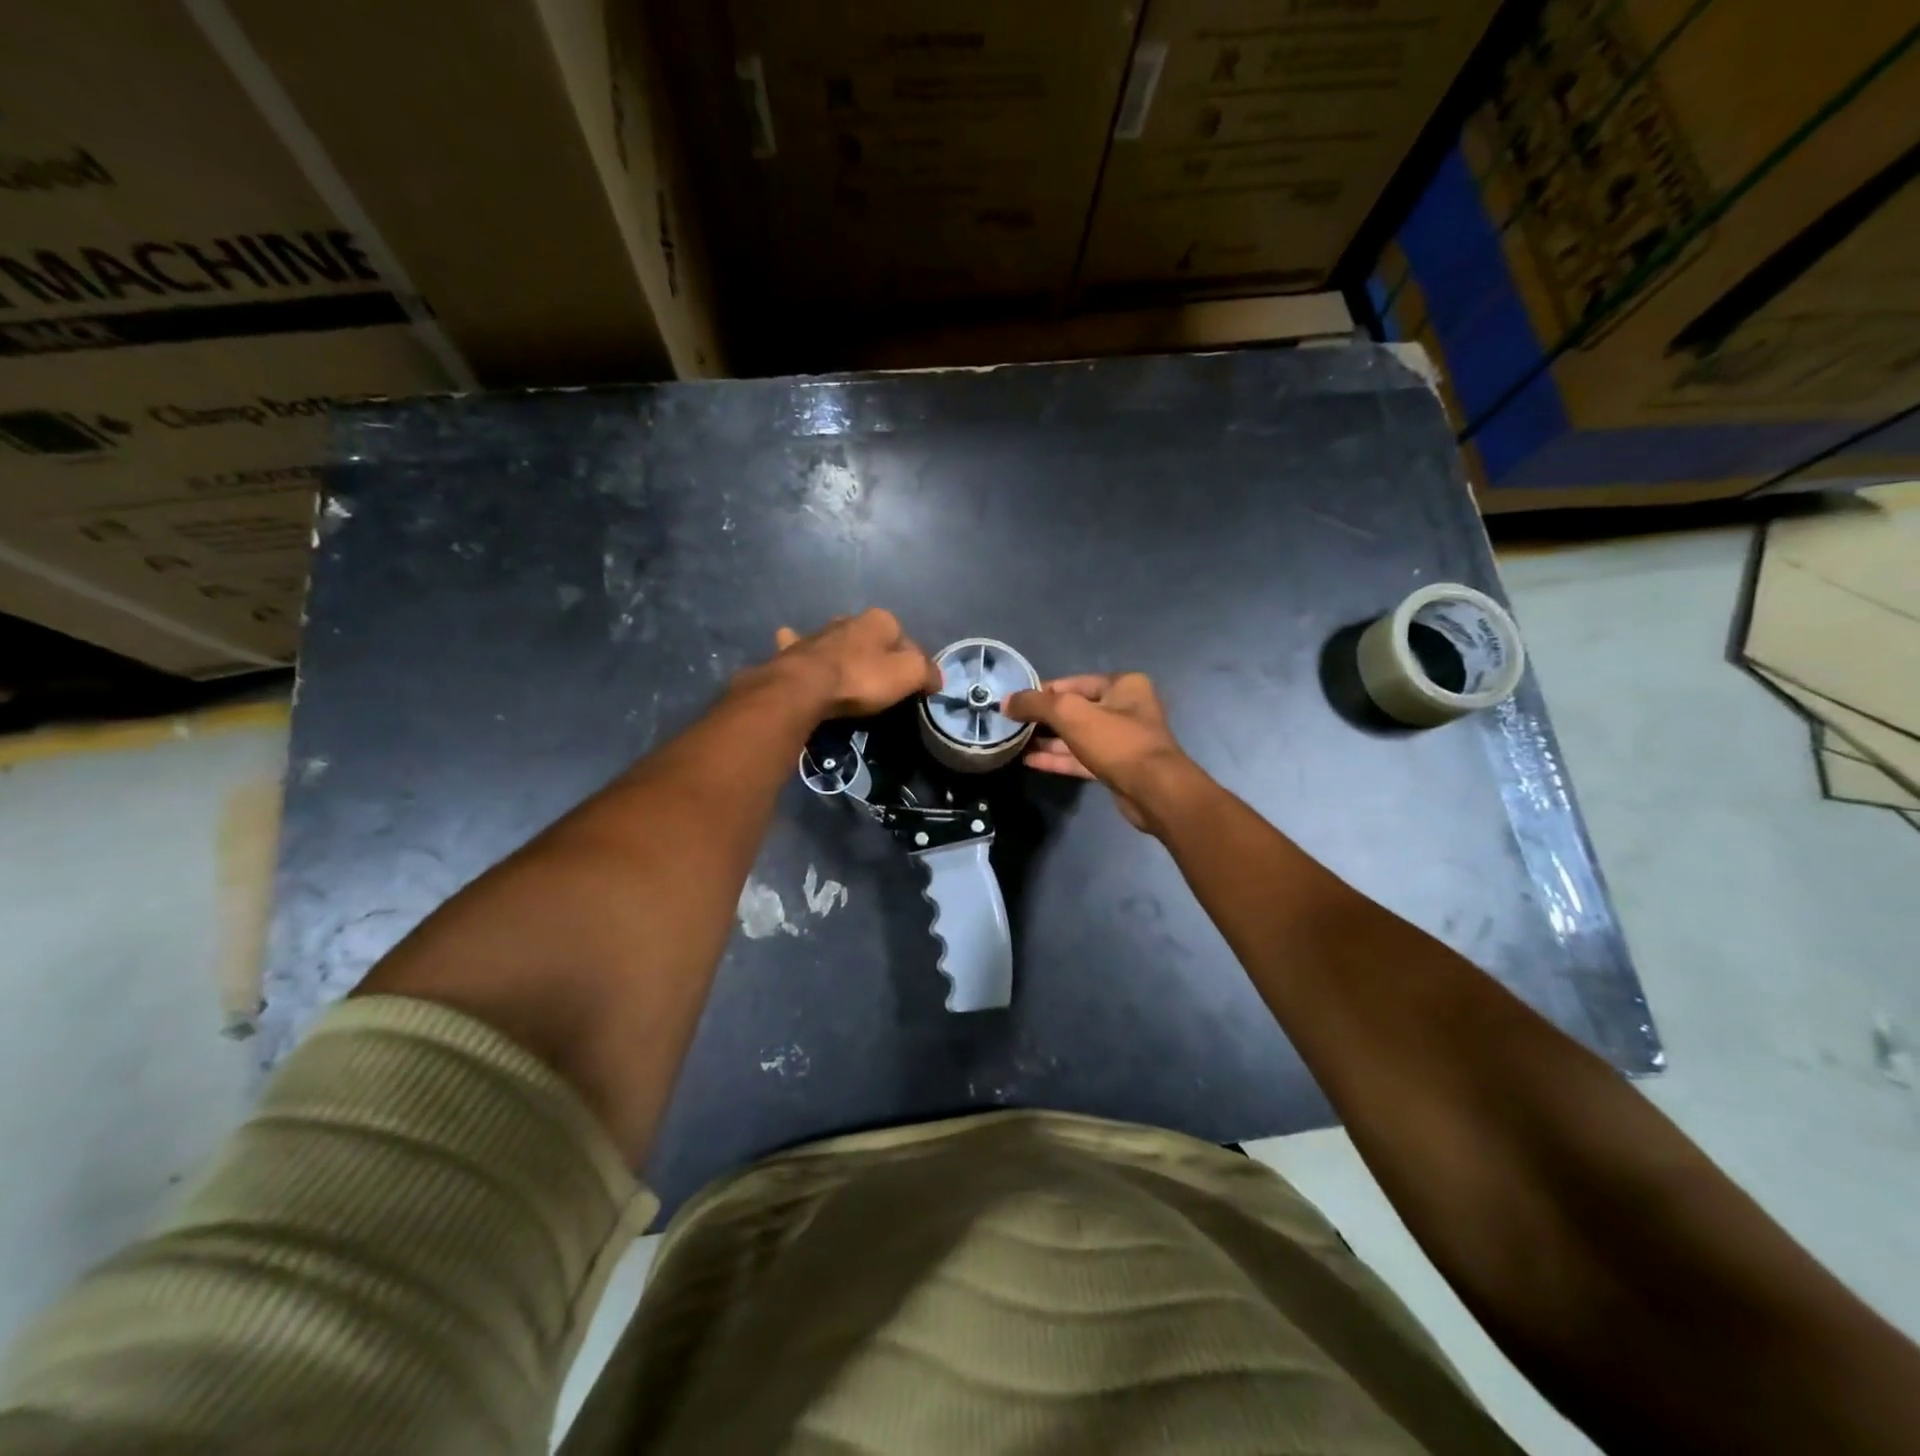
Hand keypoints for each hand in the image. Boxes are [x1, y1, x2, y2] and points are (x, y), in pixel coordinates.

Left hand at [772, 609, 941, 716]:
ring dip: (843, 649)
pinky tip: (797, 647)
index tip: (913, 686)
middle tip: (881, 682)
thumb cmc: (863, 679)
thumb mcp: (909, 675)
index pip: (907, 640)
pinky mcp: (794, 650)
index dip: (914, 663)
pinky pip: (800, 645)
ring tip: (847, 671)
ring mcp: (819, 633)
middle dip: (877, 653)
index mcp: (881, 620)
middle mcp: (849, 619)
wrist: (805, 688)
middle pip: (872, 638)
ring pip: (838, 639)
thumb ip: (927, 672)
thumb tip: (936, 678)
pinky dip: (800, 645)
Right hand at [1003, 673, 1199, 833]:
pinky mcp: (1117, 767)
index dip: (1041, 691)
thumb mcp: (1070, 713)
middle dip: (1043, 718)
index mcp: (1123, 685)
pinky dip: (1058, 758)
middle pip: (1074, 709)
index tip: (1013, 702)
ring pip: (1077, 736)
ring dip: (1048, 740)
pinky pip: (1082, 758)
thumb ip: (1036, 703)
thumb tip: (1006, 701)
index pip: (1072, 683)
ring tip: (1015, 742)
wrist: (1153, 791)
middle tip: (1011, 724)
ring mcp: (1122, 740)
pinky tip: (1030, 761)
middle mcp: (1126, 708)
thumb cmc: (1115, 741)